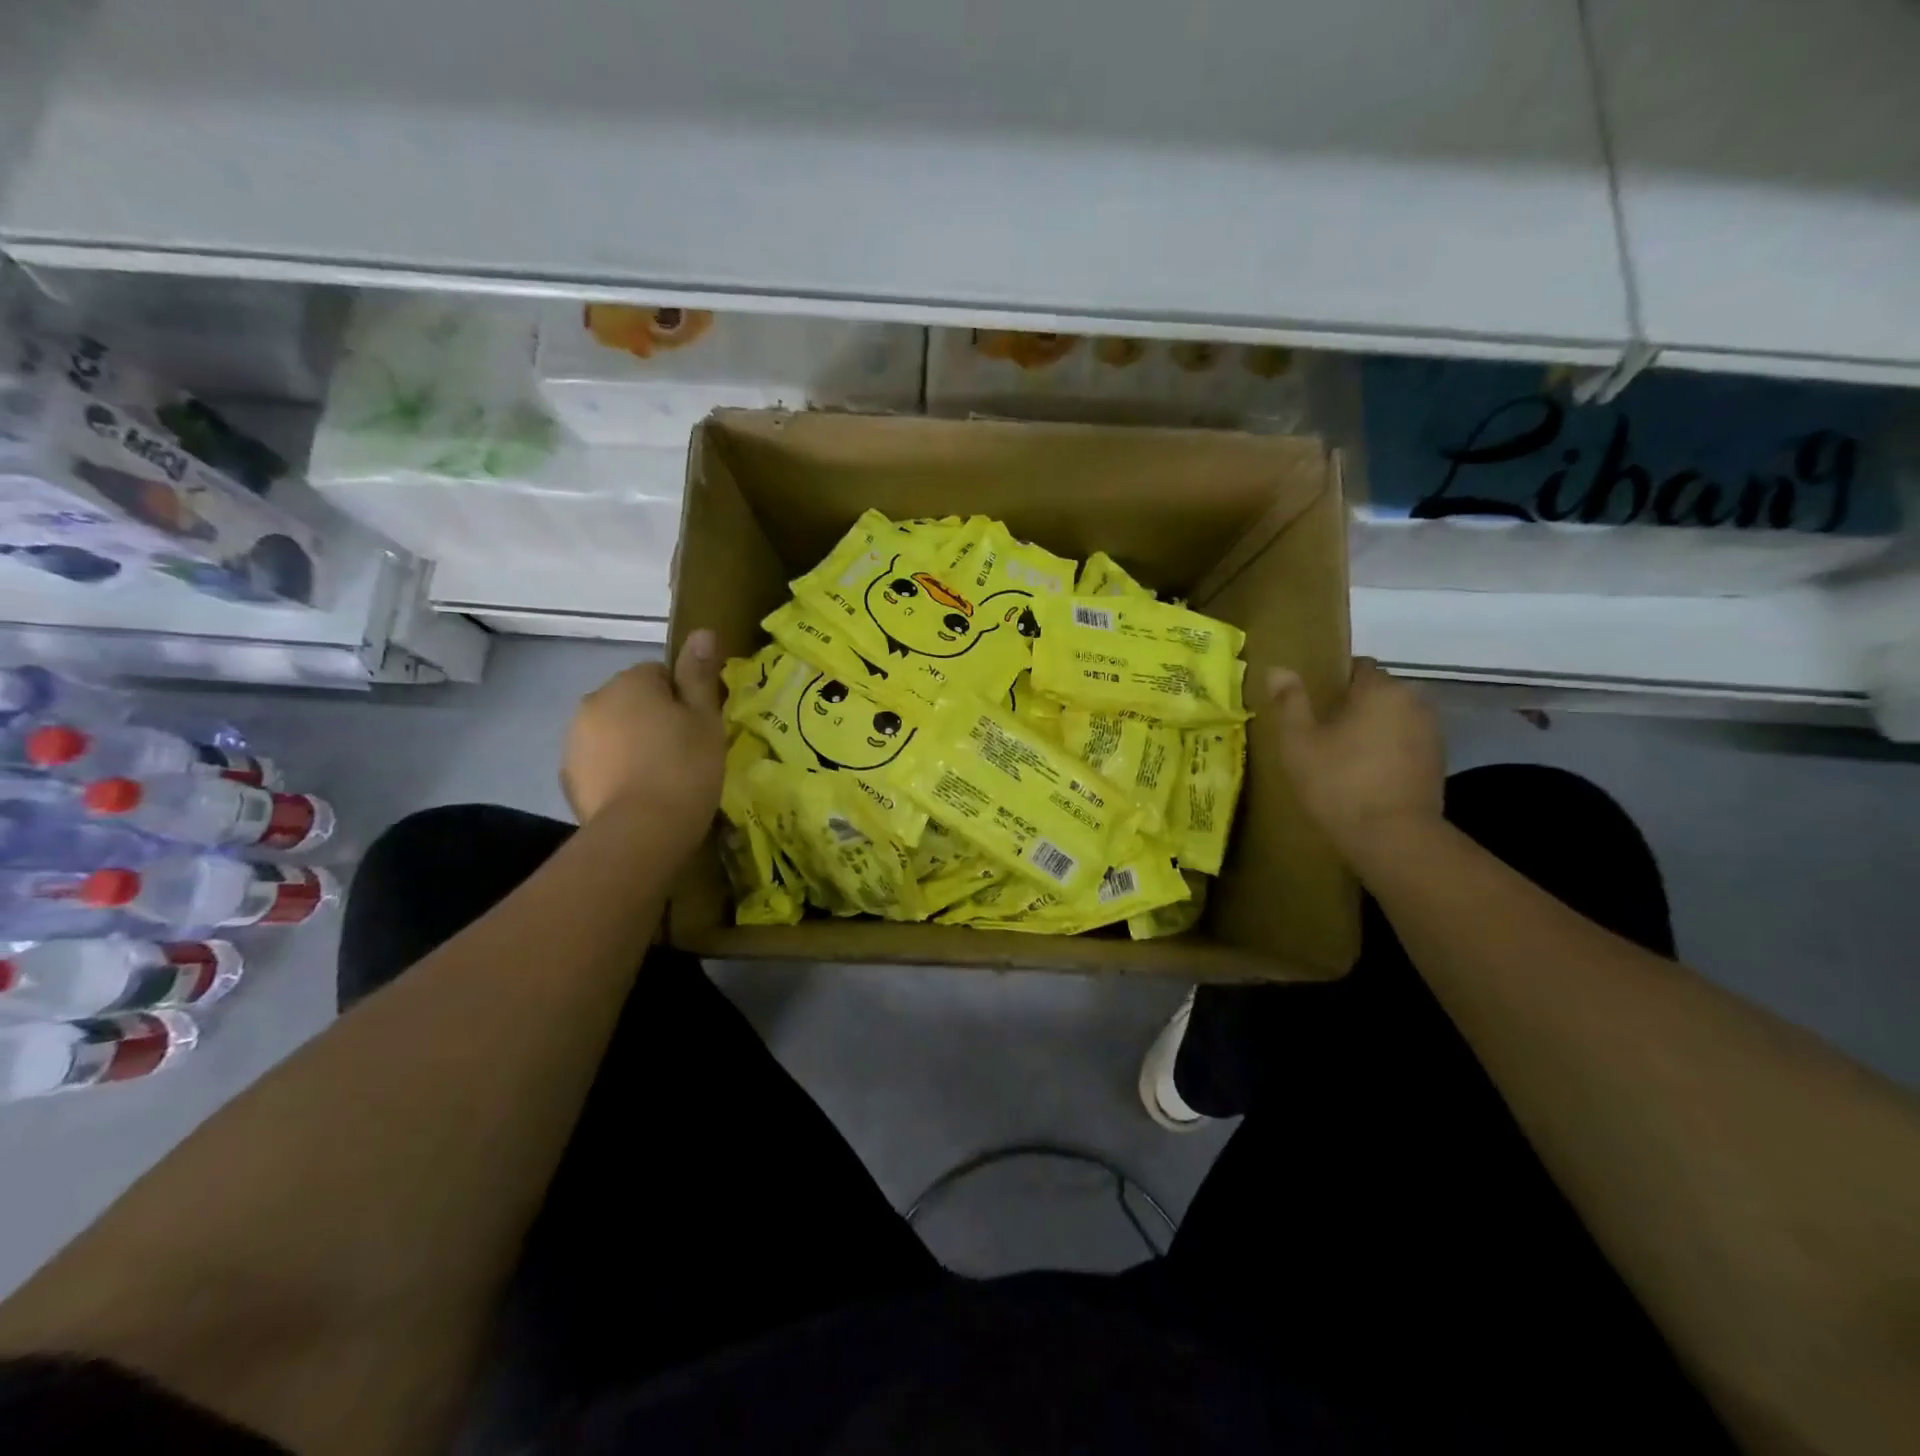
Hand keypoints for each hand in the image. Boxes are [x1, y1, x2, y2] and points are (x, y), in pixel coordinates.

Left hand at [562, 630, 726, 839]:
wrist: (641, 832)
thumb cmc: (684, 768)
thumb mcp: (705, 719)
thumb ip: (699, 675)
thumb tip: (702, 631)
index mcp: (630, 682)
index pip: (660, 673)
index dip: (683, 698)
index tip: (698, 727)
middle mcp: (594, 701)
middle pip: (632, 700)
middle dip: (653, 718)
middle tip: (684, 752)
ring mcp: (575, 740)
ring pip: (613, 730)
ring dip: (631, 743)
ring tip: (661, 777)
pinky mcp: (569, 776)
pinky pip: (599, 762)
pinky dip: (615, 770)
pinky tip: (638, 794)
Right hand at [1261, 657, 1443, 859]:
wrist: (1393, 837)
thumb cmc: (1338, 783)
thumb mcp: (1299, 743)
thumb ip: (1290, 702)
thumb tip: (1277, 669)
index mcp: (1380, 689)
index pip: (1357, 667)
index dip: (1332, 682)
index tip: (1313, 705)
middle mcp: (1413, 701)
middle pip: (1377, 692)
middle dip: (1353, 706)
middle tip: (1322, 733)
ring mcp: (1431, 732)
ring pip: (1393, 718)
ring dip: (1372, 729)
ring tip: (1344, 756)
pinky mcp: (1438, 761)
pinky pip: (1406, 742)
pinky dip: (1388, 750)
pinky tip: (1368, 775)